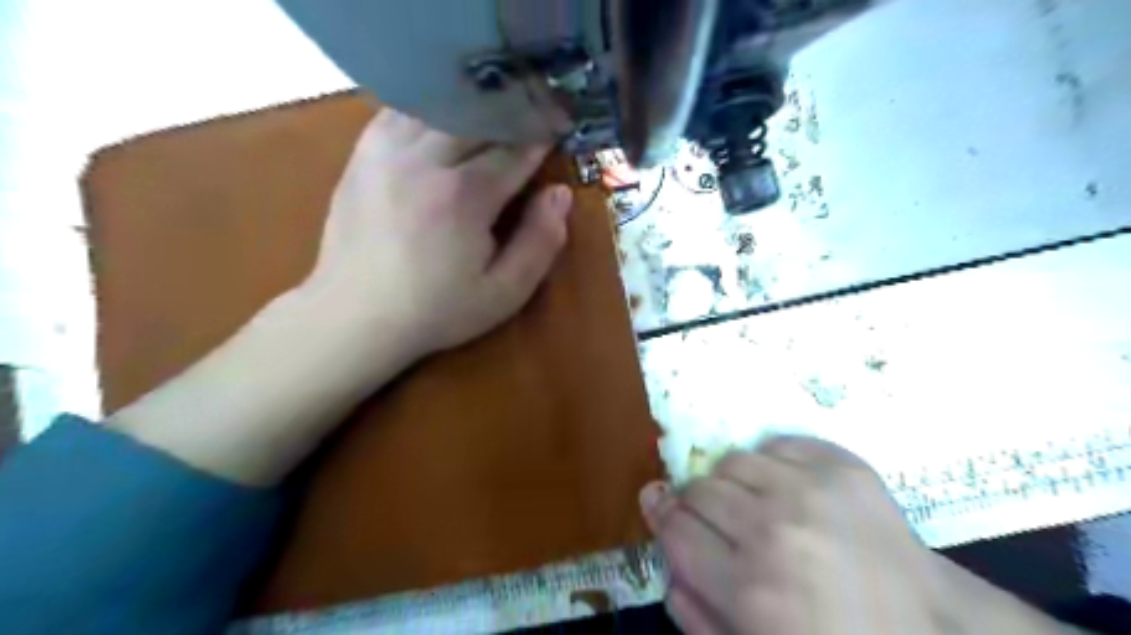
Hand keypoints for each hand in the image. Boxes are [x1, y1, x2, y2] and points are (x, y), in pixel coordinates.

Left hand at [106, 109, 574, 485]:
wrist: (356, 316)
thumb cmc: (437, 310)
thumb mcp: (504, 292)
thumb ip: (540, 242)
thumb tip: (559, 193)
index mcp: (465, 195)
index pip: (514, 150)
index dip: (541, 138)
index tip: (557, 130)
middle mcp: (425, 160)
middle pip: (479, 117)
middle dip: (511, 115)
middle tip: (530, 119)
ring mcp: (387, 152)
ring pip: (440, 106)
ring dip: (472, 107)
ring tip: (491, 115)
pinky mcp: (363, 155)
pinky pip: (401, 112)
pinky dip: (430, 109)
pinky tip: (443, 121)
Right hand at [640, 438, 1070, 633]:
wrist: (933, 631)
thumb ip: (697, 616)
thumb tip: (666, 562)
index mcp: (748, 590)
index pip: (675, 527)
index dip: (661, 514)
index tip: (659, 505)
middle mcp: (772, 531)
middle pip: (699, 489)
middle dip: (695, 504)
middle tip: (715, 520)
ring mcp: (810, 491)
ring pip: (733, 461)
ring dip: (732, 482)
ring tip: (753, 503)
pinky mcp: (843, 467)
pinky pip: (778, 444)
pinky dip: (771, 463)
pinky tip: (786, 488)